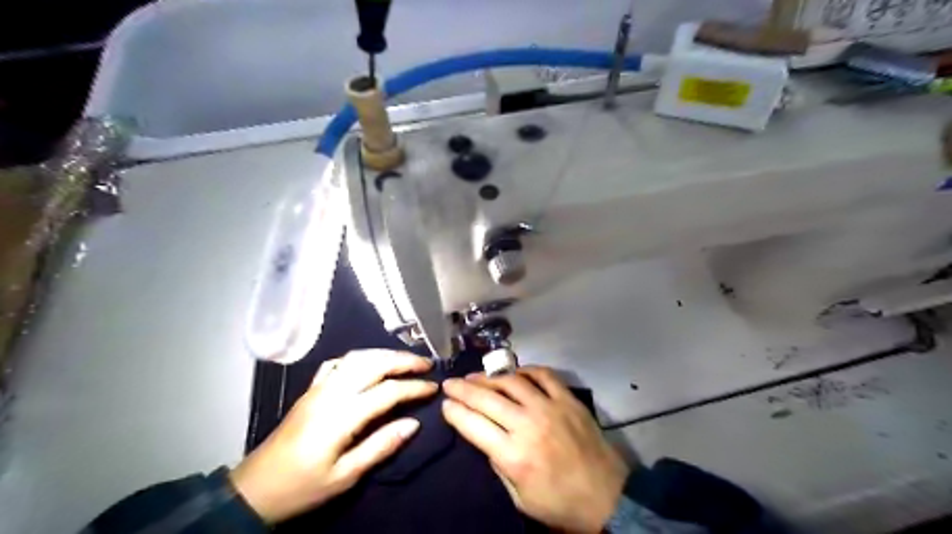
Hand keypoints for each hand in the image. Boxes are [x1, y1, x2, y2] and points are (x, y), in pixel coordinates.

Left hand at [230, 350, 437, 520]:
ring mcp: (318, 388)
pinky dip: (359, 357)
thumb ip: (381, 446)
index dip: (414, 387)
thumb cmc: (302, 487)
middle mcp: (331, 393)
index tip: (434, 387)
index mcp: (341, 415)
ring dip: (384, 354)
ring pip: (357, 357)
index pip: (387, 391)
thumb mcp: (344, 476)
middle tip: (426, 364)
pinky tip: (369, 363)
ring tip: (405, 360)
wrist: (253, 489)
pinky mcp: (310, 390)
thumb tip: (414, 423)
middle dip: (403, 360)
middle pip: (373, 364)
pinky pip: (337, 363)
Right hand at [442, 368, 629, 533]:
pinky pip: (544, 375)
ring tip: (475, 376)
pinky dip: (526, 371)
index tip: (445, 404)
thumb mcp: (519, 498)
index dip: (455, 412)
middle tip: (450, 383)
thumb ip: (499, 465)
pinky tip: (515, 373)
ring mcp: (550, 408)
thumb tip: (486, 437)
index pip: (474, 425)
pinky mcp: (568, 399)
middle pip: (487, 399)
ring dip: (489, 378)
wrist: (607, 497)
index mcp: (514, 456)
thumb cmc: (559, 503)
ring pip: (511, 382)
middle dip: (463, 389)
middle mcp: (528, 425)